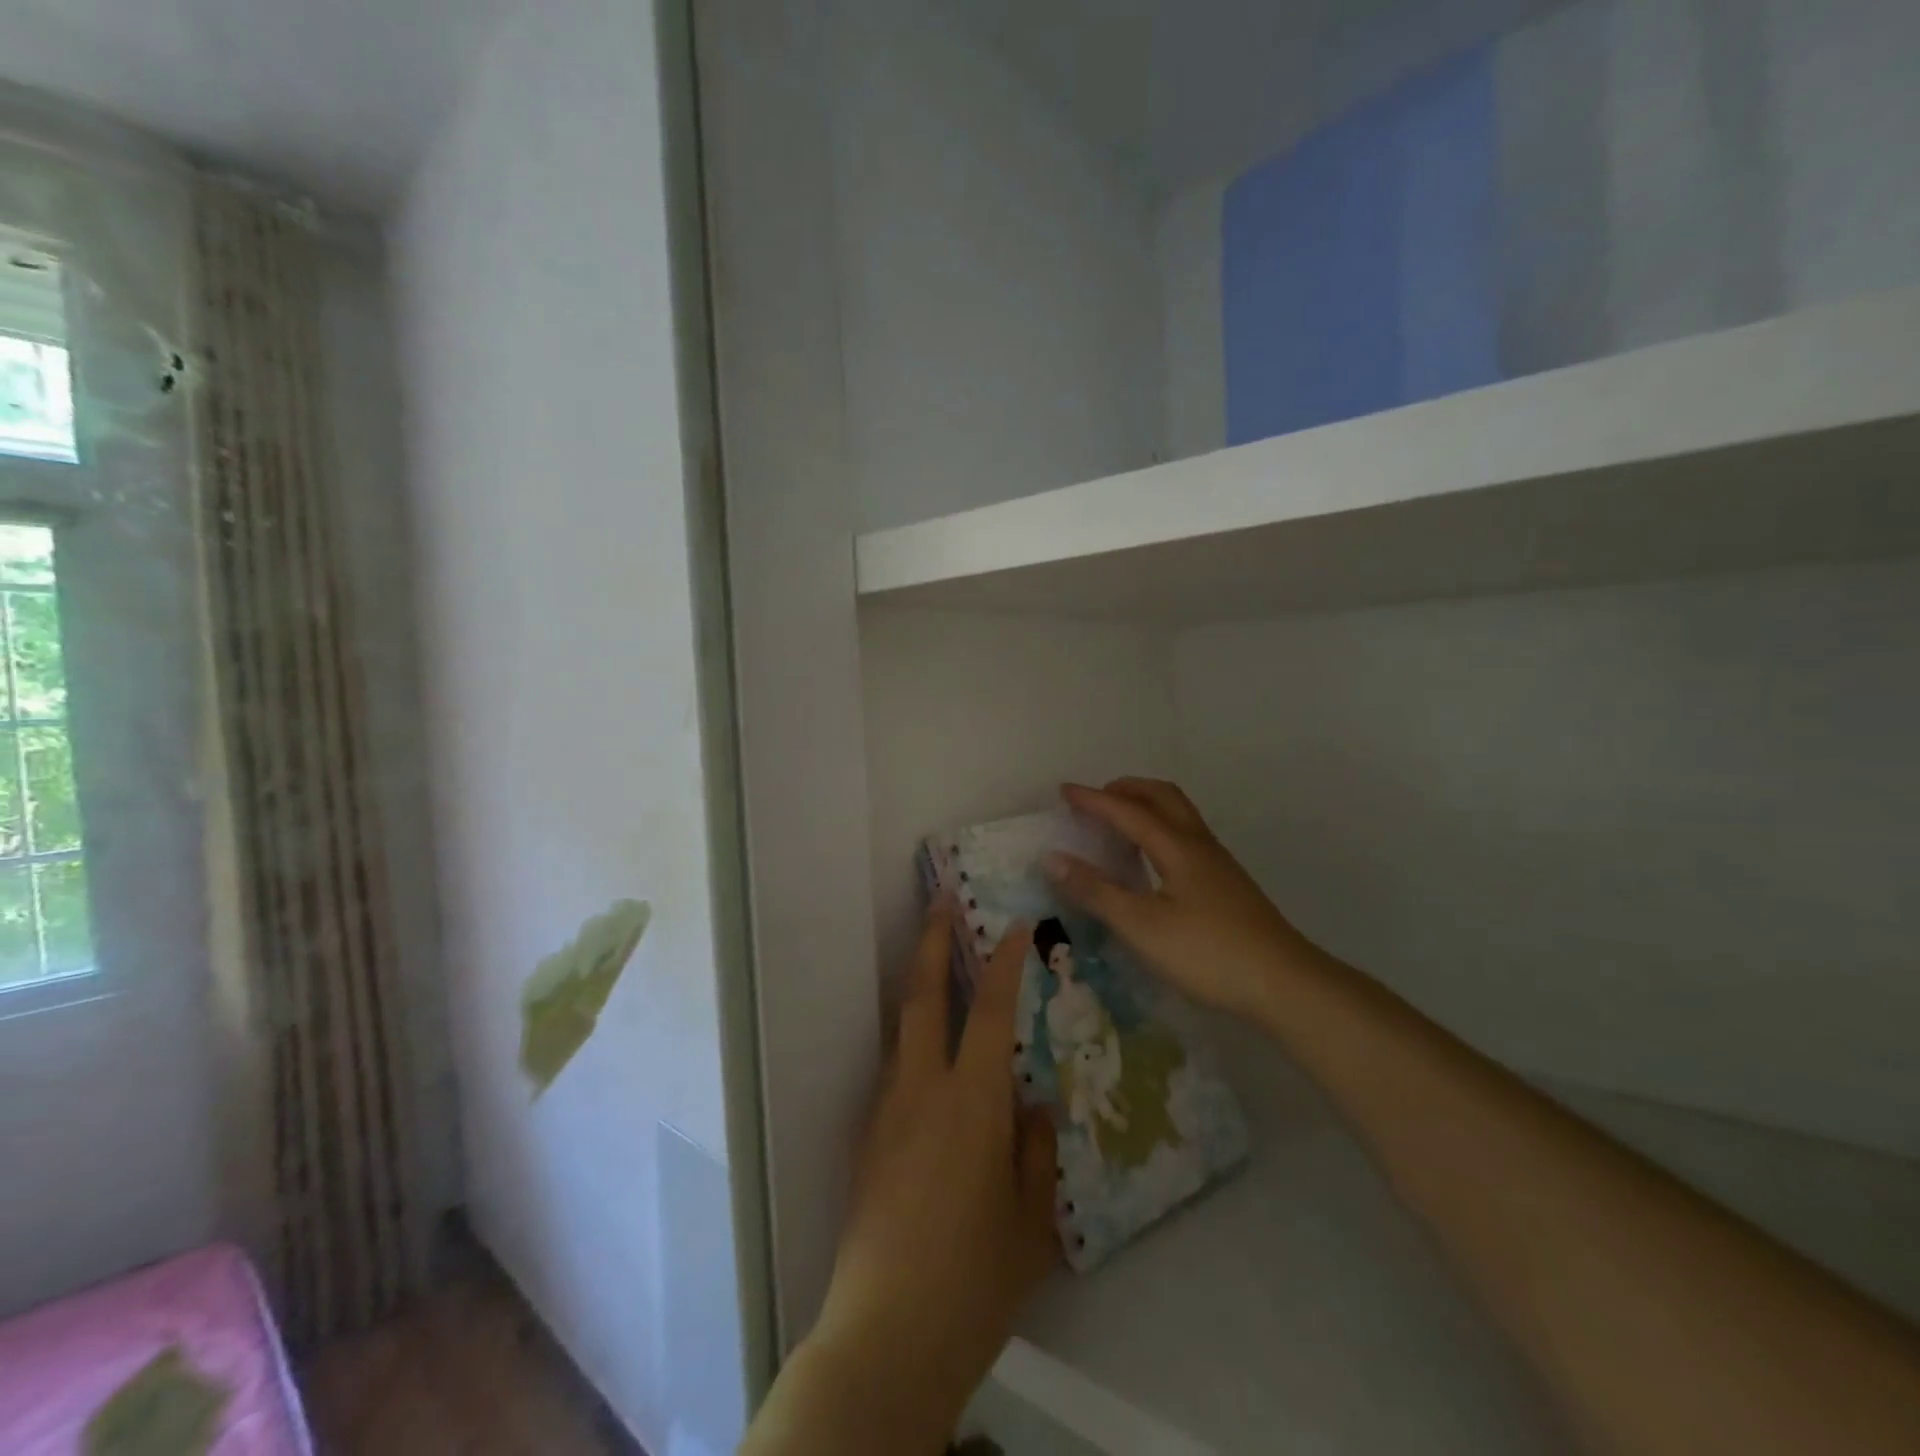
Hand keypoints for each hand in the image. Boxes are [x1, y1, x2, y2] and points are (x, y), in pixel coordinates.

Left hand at [773, 906, 1057, 1452]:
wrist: (885, 1336)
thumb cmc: (973, 1280)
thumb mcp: (1029, 1222)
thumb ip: (1036, 1153)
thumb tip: (1036, 1106)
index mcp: (971, 1103)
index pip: (990, 1012)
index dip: (1005, 962)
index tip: (1018, 925)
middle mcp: (922, 1090)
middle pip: (923, 996)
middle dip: (932, 941)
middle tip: (940, 900)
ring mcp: (887, 1111)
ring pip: (901, 1028)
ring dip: (918, 985)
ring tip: (936, 962)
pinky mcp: (867, 1139)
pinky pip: (894, 1070)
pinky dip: (912, 1041)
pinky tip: (929, 1059)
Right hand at [1047, 778, 1325, 1020]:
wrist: (1284, 984)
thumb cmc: (1207, 953)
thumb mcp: (1141, 926)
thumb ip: (1096, 891)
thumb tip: (1053, 857)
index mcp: (1177, 848)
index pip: (1128, 811)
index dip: (1094, 800)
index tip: (1064, 791)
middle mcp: (1199, 845)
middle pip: (1162, 796)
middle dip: (1126, 790)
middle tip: (1096, 800)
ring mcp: (1218, 863)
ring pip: (1179, 815)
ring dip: (1146, 806)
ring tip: (1119, 825)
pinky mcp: (1227, 884)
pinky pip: (1186, 836)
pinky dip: (1160, 829)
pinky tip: (1152, 862)